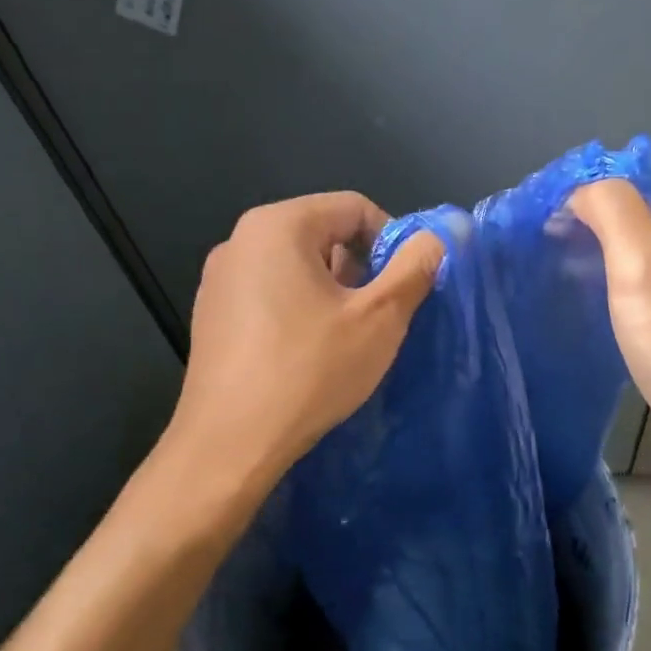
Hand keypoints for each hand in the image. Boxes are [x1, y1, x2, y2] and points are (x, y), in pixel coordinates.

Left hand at [166, 192, 443, 487]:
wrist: (230, 442)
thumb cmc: (310, 370)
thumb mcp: (379, 319)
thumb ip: (415, 268)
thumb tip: (438, 237)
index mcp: (278, 225)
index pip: (354, 208)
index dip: (392, 241)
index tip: (405, 288)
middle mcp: (240, 240)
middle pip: (322, 234)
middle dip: (360, 270)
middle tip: (378, 318)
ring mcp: (219, 279)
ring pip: (295, 268)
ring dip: (331, 293)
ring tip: (345, 340)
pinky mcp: (211, 316)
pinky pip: (269, 295)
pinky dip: (298, 311)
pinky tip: (306, 356)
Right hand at [571, 152, 650, 493]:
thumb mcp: (642, 265)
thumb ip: (612, 209)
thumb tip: (583, 191)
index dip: (607, 177)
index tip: (561, 205)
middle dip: (602, 213)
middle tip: (553, 234)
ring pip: (650, 244)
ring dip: (607, 247)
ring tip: (562, 262)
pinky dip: (620, 280)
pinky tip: (590, 296)